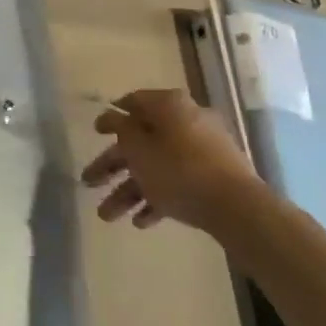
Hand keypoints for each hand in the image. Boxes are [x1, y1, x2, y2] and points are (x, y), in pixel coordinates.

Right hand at [81, 90, 259, 231]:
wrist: (236, 207)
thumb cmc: (178, 169)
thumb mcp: (137, 147)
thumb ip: (119, 128)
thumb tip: (112, 115)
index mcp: (169, 105)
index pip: (133, 103)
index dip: (112, 117)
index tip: (95, 132)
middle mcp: (186, 122)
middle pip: (140, 141)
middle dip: (112, 166)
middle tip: (89, 182)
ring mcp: (202, 151)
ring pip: (156, 166)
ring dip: (129, 190)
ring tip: (107, 217)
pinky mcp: (213, 178)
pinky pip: (177, 183)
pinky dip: (157, 198)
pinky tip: (140, 222)